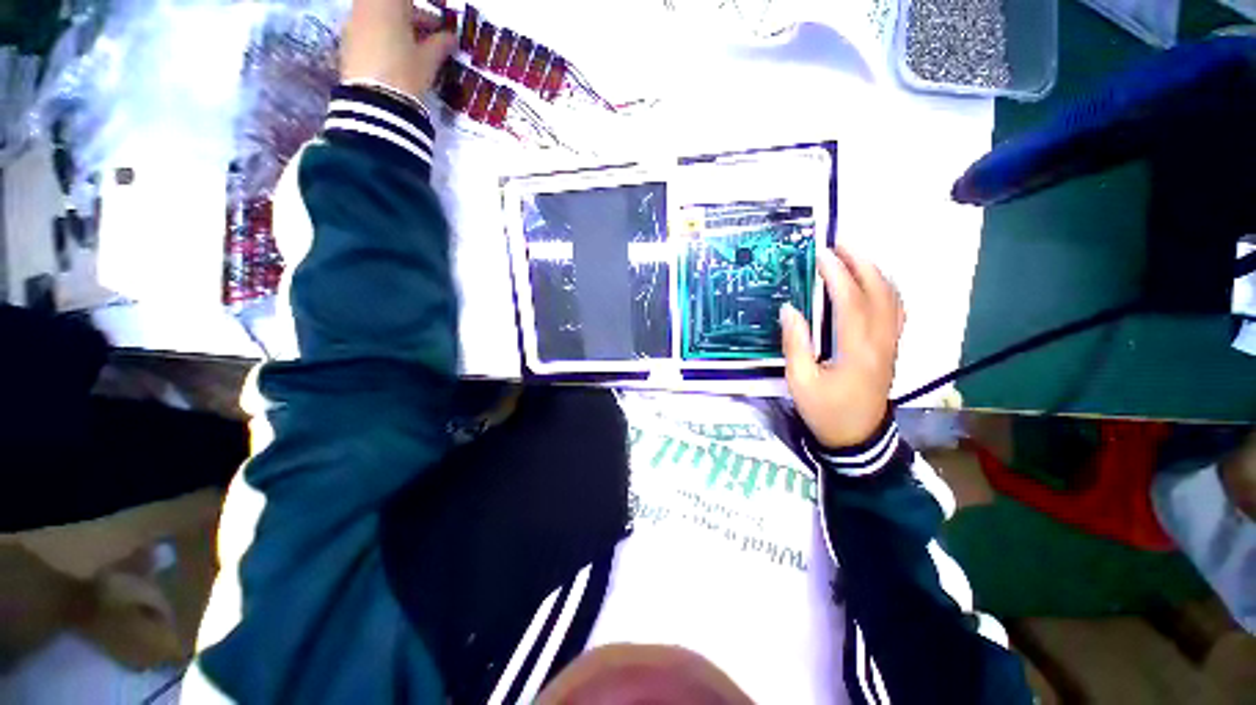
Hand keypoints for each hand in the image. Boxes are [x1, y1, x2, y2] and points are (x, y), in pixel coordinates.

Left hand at [341, 0, 456, 99]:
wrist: (374, 103)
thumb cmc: (405, 73)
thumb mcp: (429, 60)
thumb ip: (441, 44)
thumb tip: (451, 38)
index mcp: (389, 3)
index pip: (409, 1)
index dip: (426, 13)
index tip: (438, 23)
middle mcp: (366, 5)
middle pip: (392, 4)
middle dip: (413, 16)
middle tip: (432, 34)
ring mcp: (352, 22)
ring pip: (379, 16)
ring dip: (398, 27)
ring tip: (416, 49)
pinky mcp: (346, 41)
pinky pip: (368, 30)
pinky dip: (383, 37)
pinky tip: (397, 57)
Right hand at [780, 246, 904, 447]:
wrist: (856, 437)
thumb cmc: (825, 410)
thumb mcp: (800, 382)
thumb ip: (796, 345)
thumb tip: (790, 309)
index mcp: (856, 351)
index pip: (851, 302)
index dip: (837, 275)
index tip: (821, 254)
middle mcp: (880, 342)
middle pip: (879, 292)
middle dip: (861, 262)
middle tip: (841, 242)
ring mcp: (891, 344)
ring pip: (892, 298)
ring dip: (875, 271)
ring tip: (854, 255)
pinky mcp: (891, 348)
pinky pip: (896, 311)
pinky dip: (886, 289)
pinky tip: (873, 282)